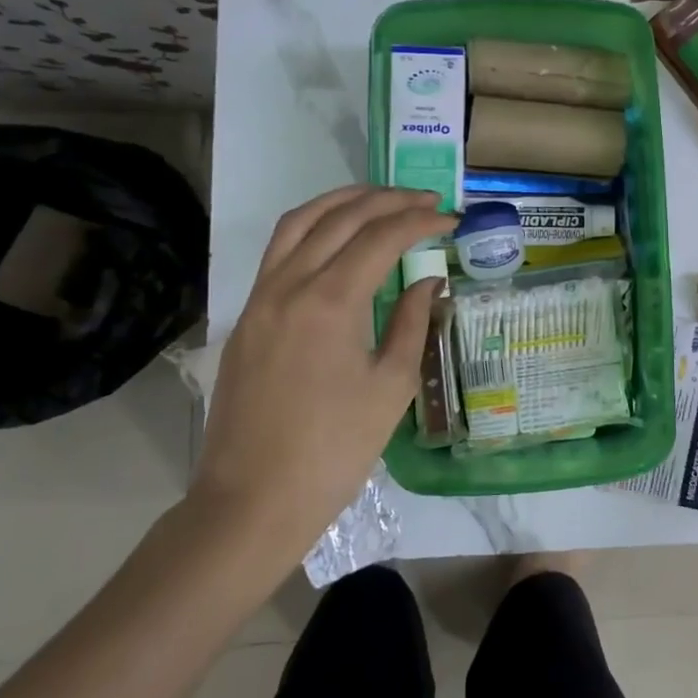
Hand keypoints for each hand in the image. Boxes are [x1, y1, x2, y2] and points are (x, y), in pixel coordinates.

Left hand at [193, 186, 453, 577]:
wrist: (254, 499)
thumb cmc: (335, 449)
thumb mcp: (391, 386)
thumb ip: (411, 323)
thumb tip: (429, 284)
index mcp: (330, 302)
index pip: (381, 237)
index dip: (421, 221)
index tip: (451, 219)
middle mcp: (289, 285)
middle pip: (340, 217)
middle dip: (387, 200)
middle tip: (425, 200)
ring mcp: (260, 298)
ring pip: (299, 223)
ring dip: (342, 201)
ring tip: (379, 198)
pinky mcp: (246, 316)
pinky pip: (278, 251)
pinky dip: (312, 227)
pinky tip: (335, 237)